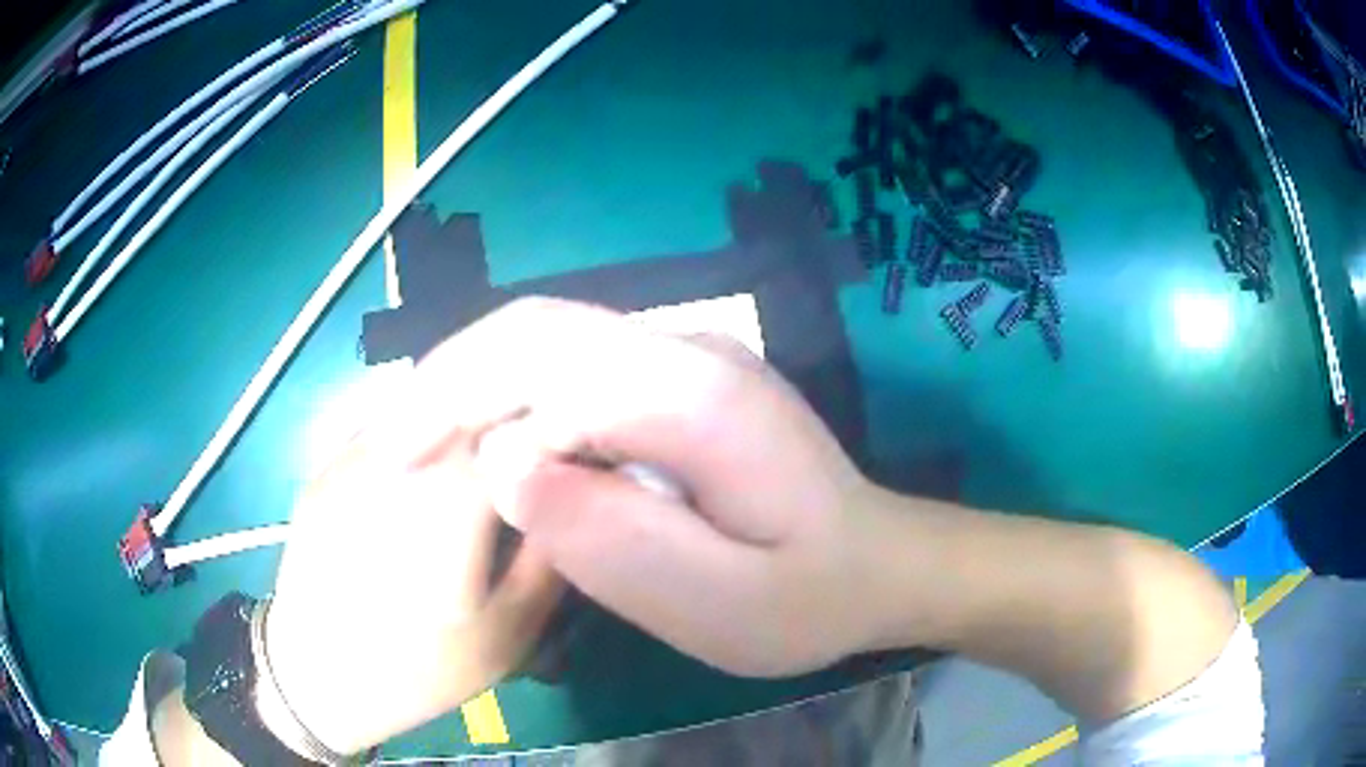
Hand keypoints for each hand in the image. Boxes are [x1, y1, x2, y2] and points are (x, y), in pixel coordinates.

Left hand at [264, 410, 563, 754]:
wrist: (315, 679)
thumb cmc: (419, 668)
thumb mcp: (508, 633)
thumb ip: (546, 561)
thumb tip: (571, 500)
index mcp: (447, 501)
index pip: (514, 426)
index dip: (548, 427)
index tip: (566, 450)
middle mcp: (398, 460)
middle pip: (465, 405)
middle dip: (505, 418)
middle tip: (524, 455)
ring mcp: (351, 459)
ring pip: (420, 405)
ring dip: (458, 420)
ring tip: (475, 461)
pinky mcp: (325, 469)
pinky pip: (382, 429)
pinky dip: (415, 434)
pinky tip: (421, 476)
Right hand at [395, 298, 885, 677]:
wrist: (875, 562)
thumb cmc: (806, 597)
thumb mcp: (719, 603)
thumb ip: (613, 538)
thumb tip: (505, 464)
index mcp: (697, 395)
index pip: (544, 369)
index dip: (455, 410)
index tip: (398, 471)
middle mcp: (686, 349)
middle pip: (535, 331)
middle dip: (448, 380)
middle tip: (392, 447)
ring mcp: (684, 353)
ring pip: (546, 338)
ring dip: (471, 381)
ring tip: (420, 442)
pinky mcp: (676, 375)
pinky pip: (572, 364)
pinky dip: (509, 393)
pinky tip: (484, 439)